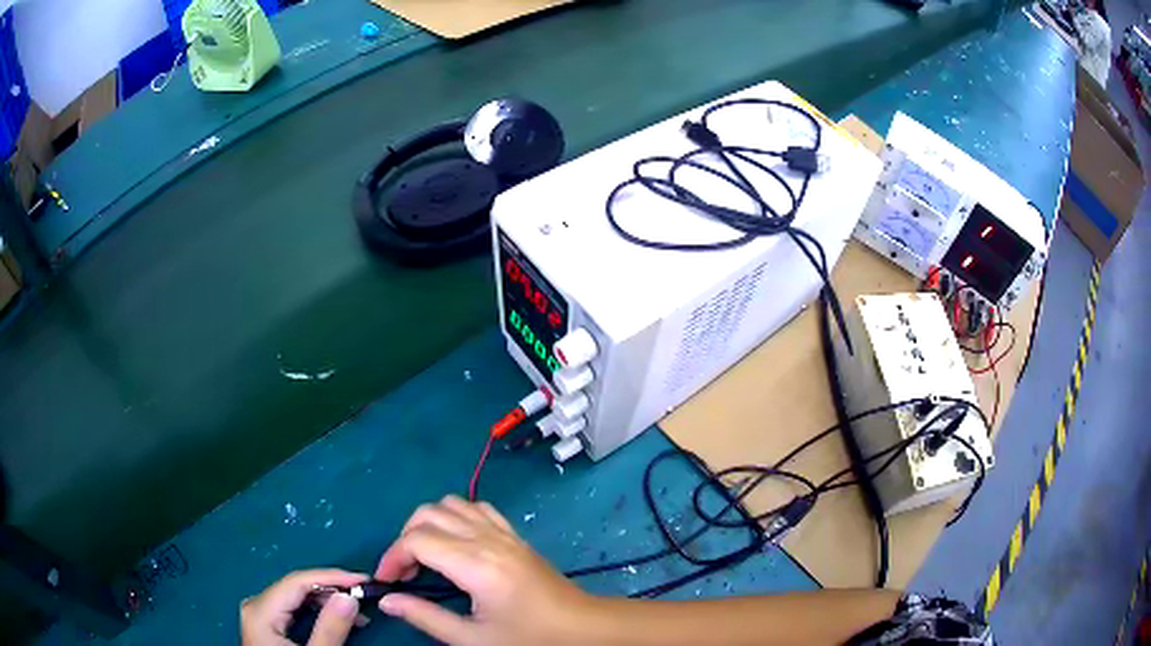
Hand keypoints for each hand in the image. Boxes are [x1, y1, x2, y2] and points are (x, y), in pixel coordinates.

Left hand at [241, 569, 368, 645]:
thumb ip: (330, 630)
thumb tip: (350, 597)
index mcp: (260, 610)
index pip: (297, 582)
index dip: (331, 577)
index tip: (363, 581)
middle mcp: (256, 605)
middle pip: (296, 587)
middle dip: (332, 590)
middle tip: (364, 596)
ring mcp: (259, 614)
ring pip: (296, 596)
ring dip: (327, 601)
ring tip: (357, 612)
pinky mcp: (266, 623)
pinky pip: (292, 607)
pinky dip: (316, 610)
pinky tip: (336, 617)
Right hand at [375, 495, 592, 644]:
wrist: (582, 629)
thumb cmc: (529, 638)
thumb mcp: (473, 639)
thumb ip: (425, 617)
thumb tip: (387, 600)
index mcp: (476, 565)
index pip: (416, 540)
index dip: (392, 557)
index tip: (386, 581)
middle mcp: (488, 539)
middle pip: (429, 514)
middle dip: (405, 538)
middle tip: (404, 571)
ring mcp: (504, 533)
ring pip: (452, 503)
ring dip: (428, 523)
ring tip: (426, 557)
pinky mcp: (516, 535)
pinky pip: (478, 508)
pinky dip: (456, 517)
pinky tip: (456, 544)